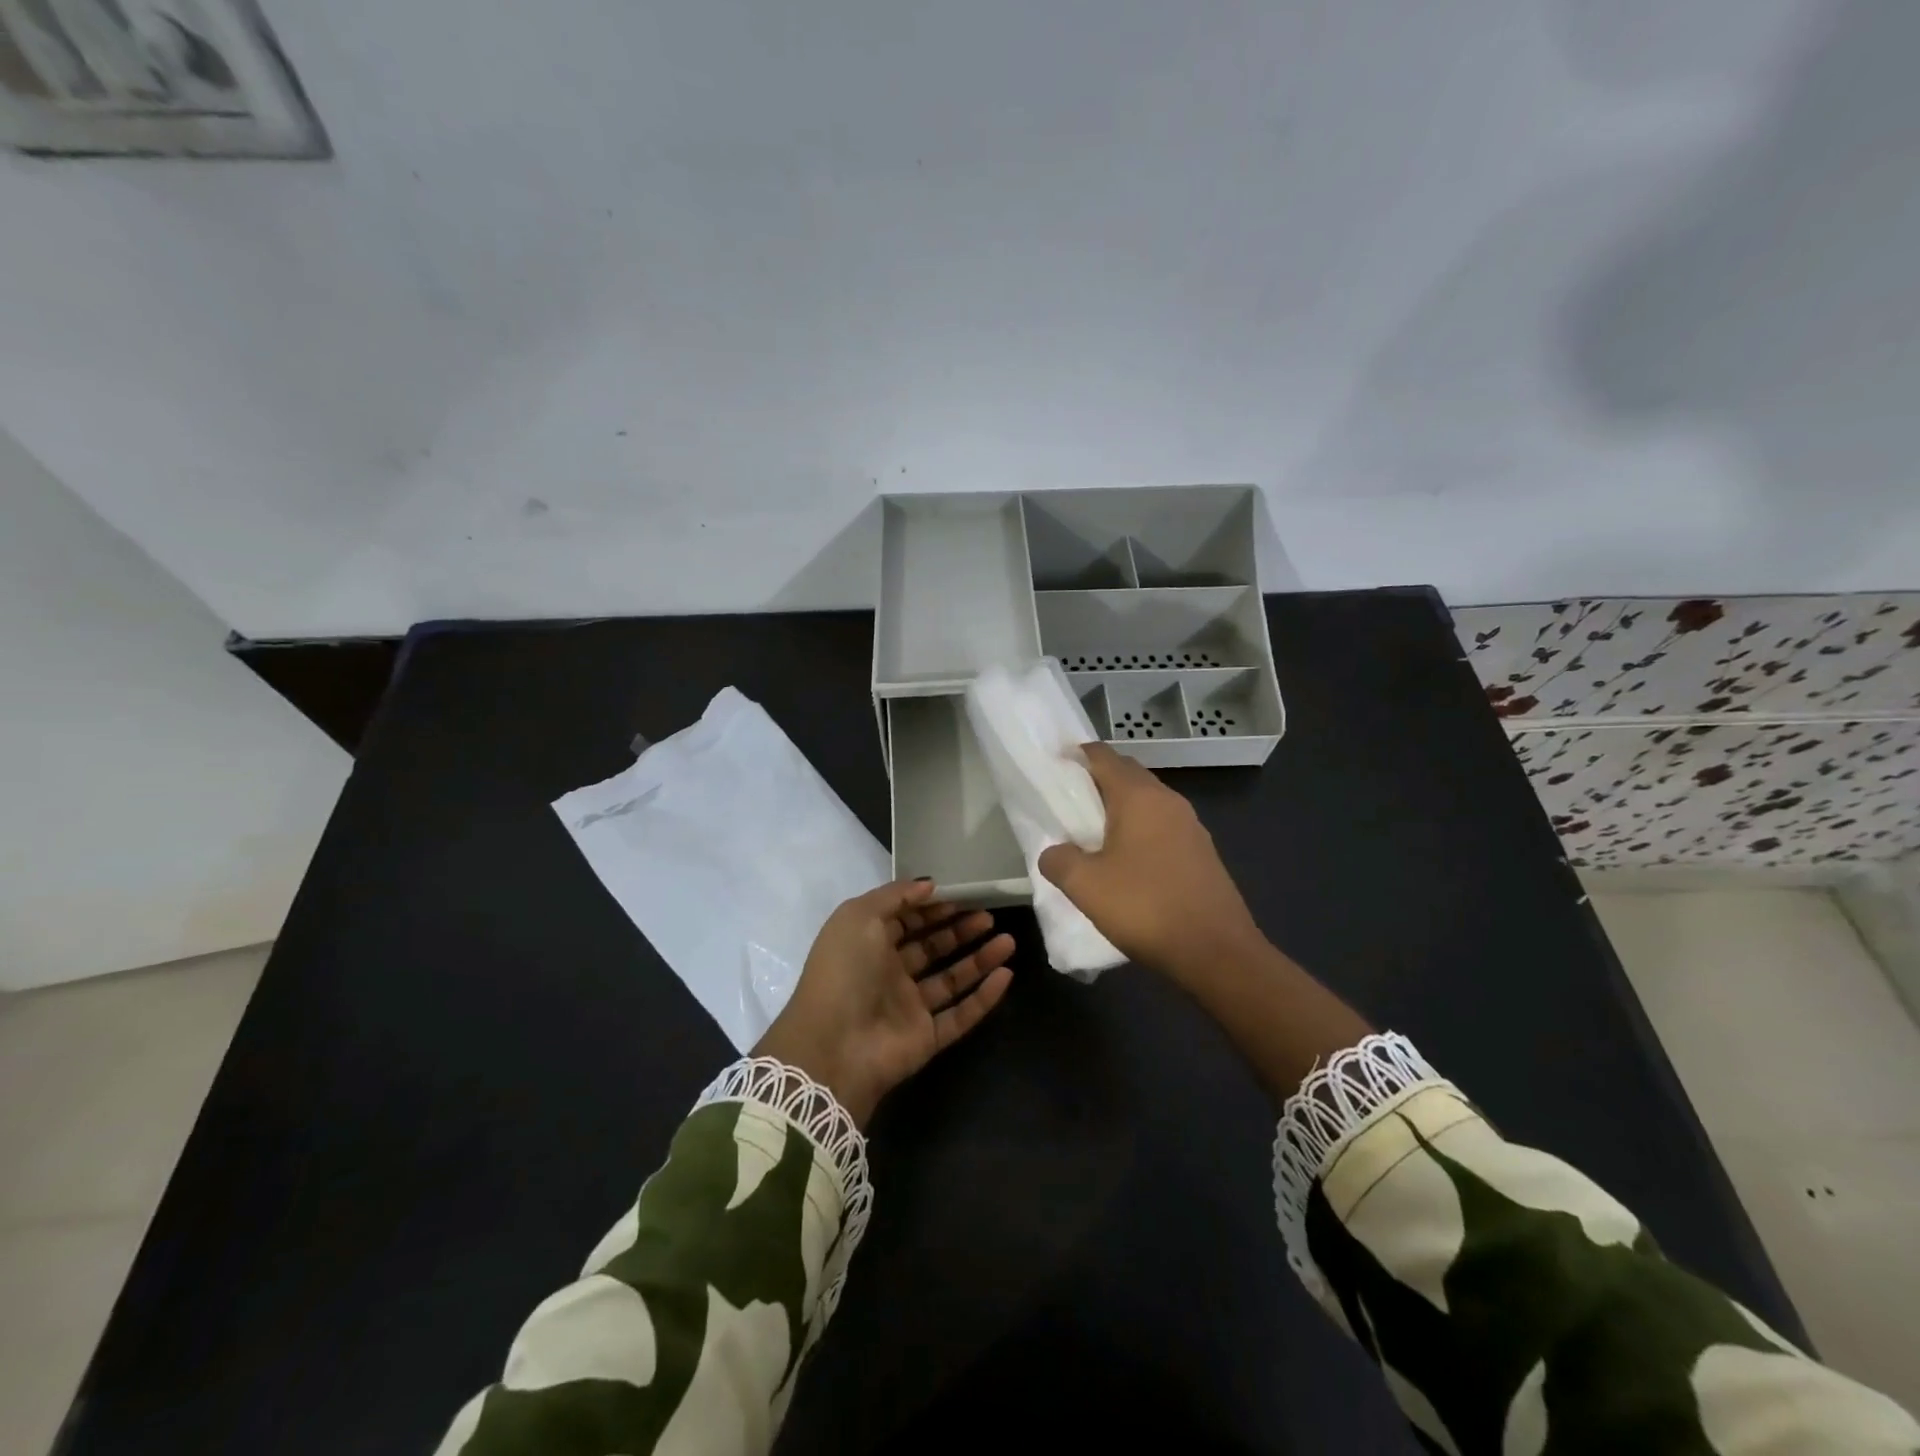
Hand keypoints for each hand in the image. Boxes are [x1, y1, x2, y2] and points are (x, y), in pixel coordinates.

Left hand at [752, 880, 1014, 1126]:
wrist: (833, 1046)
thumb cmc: (844, 971)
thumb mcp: (859, 916)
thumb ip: (895, 896)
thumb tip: (929, 885)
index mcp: (868, 944)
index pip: (906, 920)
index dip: (932, 907)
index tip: (963, 895)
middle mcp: (889, 973)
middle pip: (932, 947)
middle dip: (960, 929)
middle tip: (989, 916)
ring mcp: (909, 1007)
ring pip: (951, 979)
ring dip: (979, 959)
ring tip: (1008, 941)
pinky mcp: (927, 1037)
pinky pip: (961, 1014)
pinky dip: (984, 997)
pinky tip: (1006, 975)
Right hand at [1042, 743, 1370, 1099]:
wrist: (1217, 953)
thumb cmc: (1145, 908)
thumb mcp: (1085, 886)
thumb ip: (1058, 860)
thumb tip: (1053, 852)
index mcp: (1139, 797)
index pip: (1102, 756)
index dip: (1075, 755)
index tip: (1052, 765)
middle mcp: (1168, 801)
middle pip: (1127, 774)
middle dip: (1097, 780)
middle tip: (1066, 802)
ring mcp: (1190, 826)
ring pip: (1147, 802)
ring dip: (1119, 808)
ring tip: (1091, 834)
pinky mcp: (1202, 853)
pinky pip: (1162, 827)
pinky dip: (1139, 831)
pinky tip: (1126, 862)